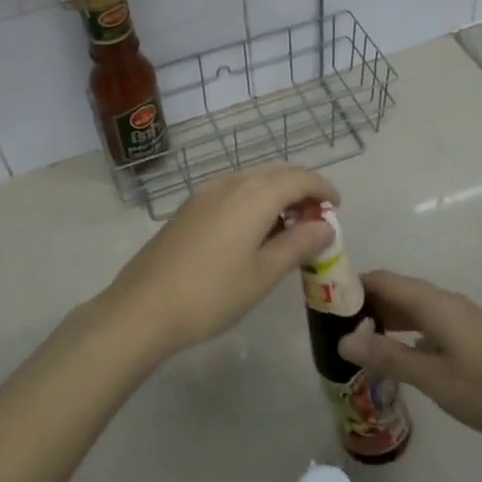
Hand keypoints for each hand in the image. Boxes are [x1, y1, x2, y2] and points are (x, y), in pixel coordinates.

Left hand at [95, 165, 338, 355]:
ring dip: (275, 194)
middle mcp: (229, 184)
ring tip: (287, 228)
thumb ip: (298, 245)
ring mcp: (204, 194)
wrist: (143, 307)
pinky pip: (231, 192)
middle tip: (316, 220)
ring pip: (251, 180)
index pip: (298, 178)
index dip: (322, 188)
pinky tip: (252, 232)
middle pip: (274, 173)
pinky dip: (252, 201)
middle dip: (300, 189)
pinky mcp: (188, 209)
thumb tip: (325, 226)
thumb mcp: (263, 274)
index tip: (337, 207)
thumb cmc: (212, 293)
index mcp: (253, 195)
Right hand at [337, 271, 481, 448]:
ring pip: (411, 306)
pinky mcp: (469, 334)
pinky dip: (404, 329)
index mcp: (433, 303)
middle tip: (334, 327)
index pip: (383, 279)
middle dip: (364, 303)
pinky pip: (426, 321)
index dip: (352, 285)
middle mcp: (444, 301)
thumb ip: (387, 356)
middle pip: (395, 290)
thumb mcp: (432, 377)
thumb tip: (343, 339)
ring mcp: (459, 317)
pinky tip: (396, 354)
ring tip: (357, 341)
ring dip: (384, 317)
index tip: (324, 302)